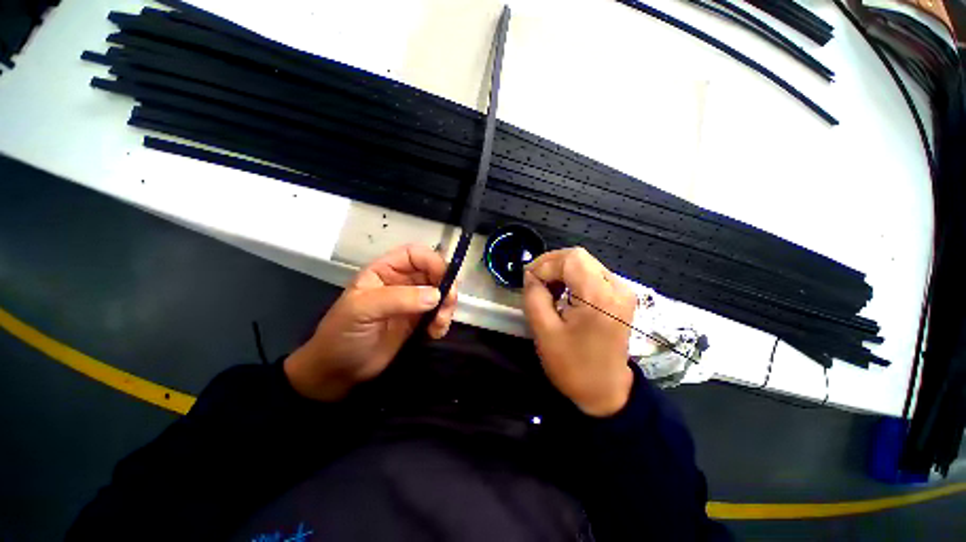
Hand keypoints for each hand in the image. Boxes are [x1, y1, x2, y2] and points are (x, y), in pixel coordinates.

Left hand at [284, 244, 457, 400]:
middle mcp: (402, 282)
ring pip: (441, 292)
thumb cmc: (342, 334)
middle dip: (446, 285)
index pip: (415, 254)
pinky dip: (443, 320)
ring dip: (447, 305)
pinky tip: (435, 333)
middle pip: (434, 272)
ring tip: (439, 324)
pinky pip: (439, 313)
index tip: (445, 279)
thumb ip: (398, 299)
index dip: (433, 261)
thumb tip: (436, 295)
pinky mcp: (418, 321)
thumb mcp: (362, 310)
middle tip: (449, 304)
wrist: (338, 372)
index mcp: (385, 271)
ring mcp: (412, 302)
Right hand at [523, 247, 636, 416]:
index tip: (528, 279)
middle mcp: (617, 287)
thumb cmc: (572, 366)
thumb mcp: (544, 331)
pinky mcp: (621, 297)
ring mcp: (623, 291)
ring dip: (561, 270)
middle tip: (534, 281)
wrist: (605, 391)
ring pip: (585, 263)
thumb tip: (530, 275)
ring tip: (546, 288)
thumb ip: (534, 296)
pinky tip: (562, 292)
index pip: (570, 259)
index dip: (544, 264)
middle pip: (579, 257)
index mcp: (599, 297)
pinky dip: (573, 277)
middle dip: (551, 264)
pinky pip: (592, 274)